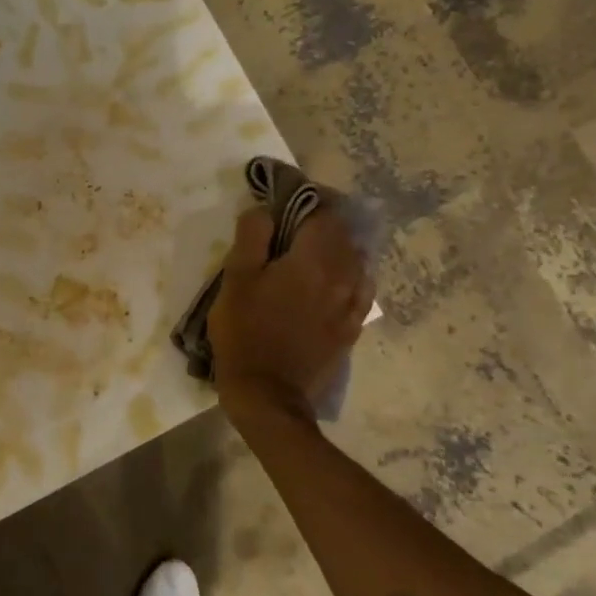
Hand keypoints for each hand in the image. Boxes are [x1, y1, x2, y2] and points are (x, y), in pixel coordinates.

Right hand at [208, 206, 373, 423]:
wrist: (268, 393)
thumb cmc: (244, 331)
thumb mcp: (235, 278)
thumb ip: (252, 236)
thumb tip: (265, 210)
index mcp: (313, 259)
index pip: (323, 213)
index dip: (305, 203)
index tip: (285, 205)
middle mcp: (342, 276)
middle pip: (343, 235)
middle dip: (321, 224)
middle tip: (293, 227)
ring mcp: (352, 304)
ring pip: (356, 261)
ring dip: (337, 250)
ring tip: (312, 254)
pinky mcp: (352, 328)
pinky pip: (360, 290)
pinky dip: (349, 277)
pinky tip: (333, 282)